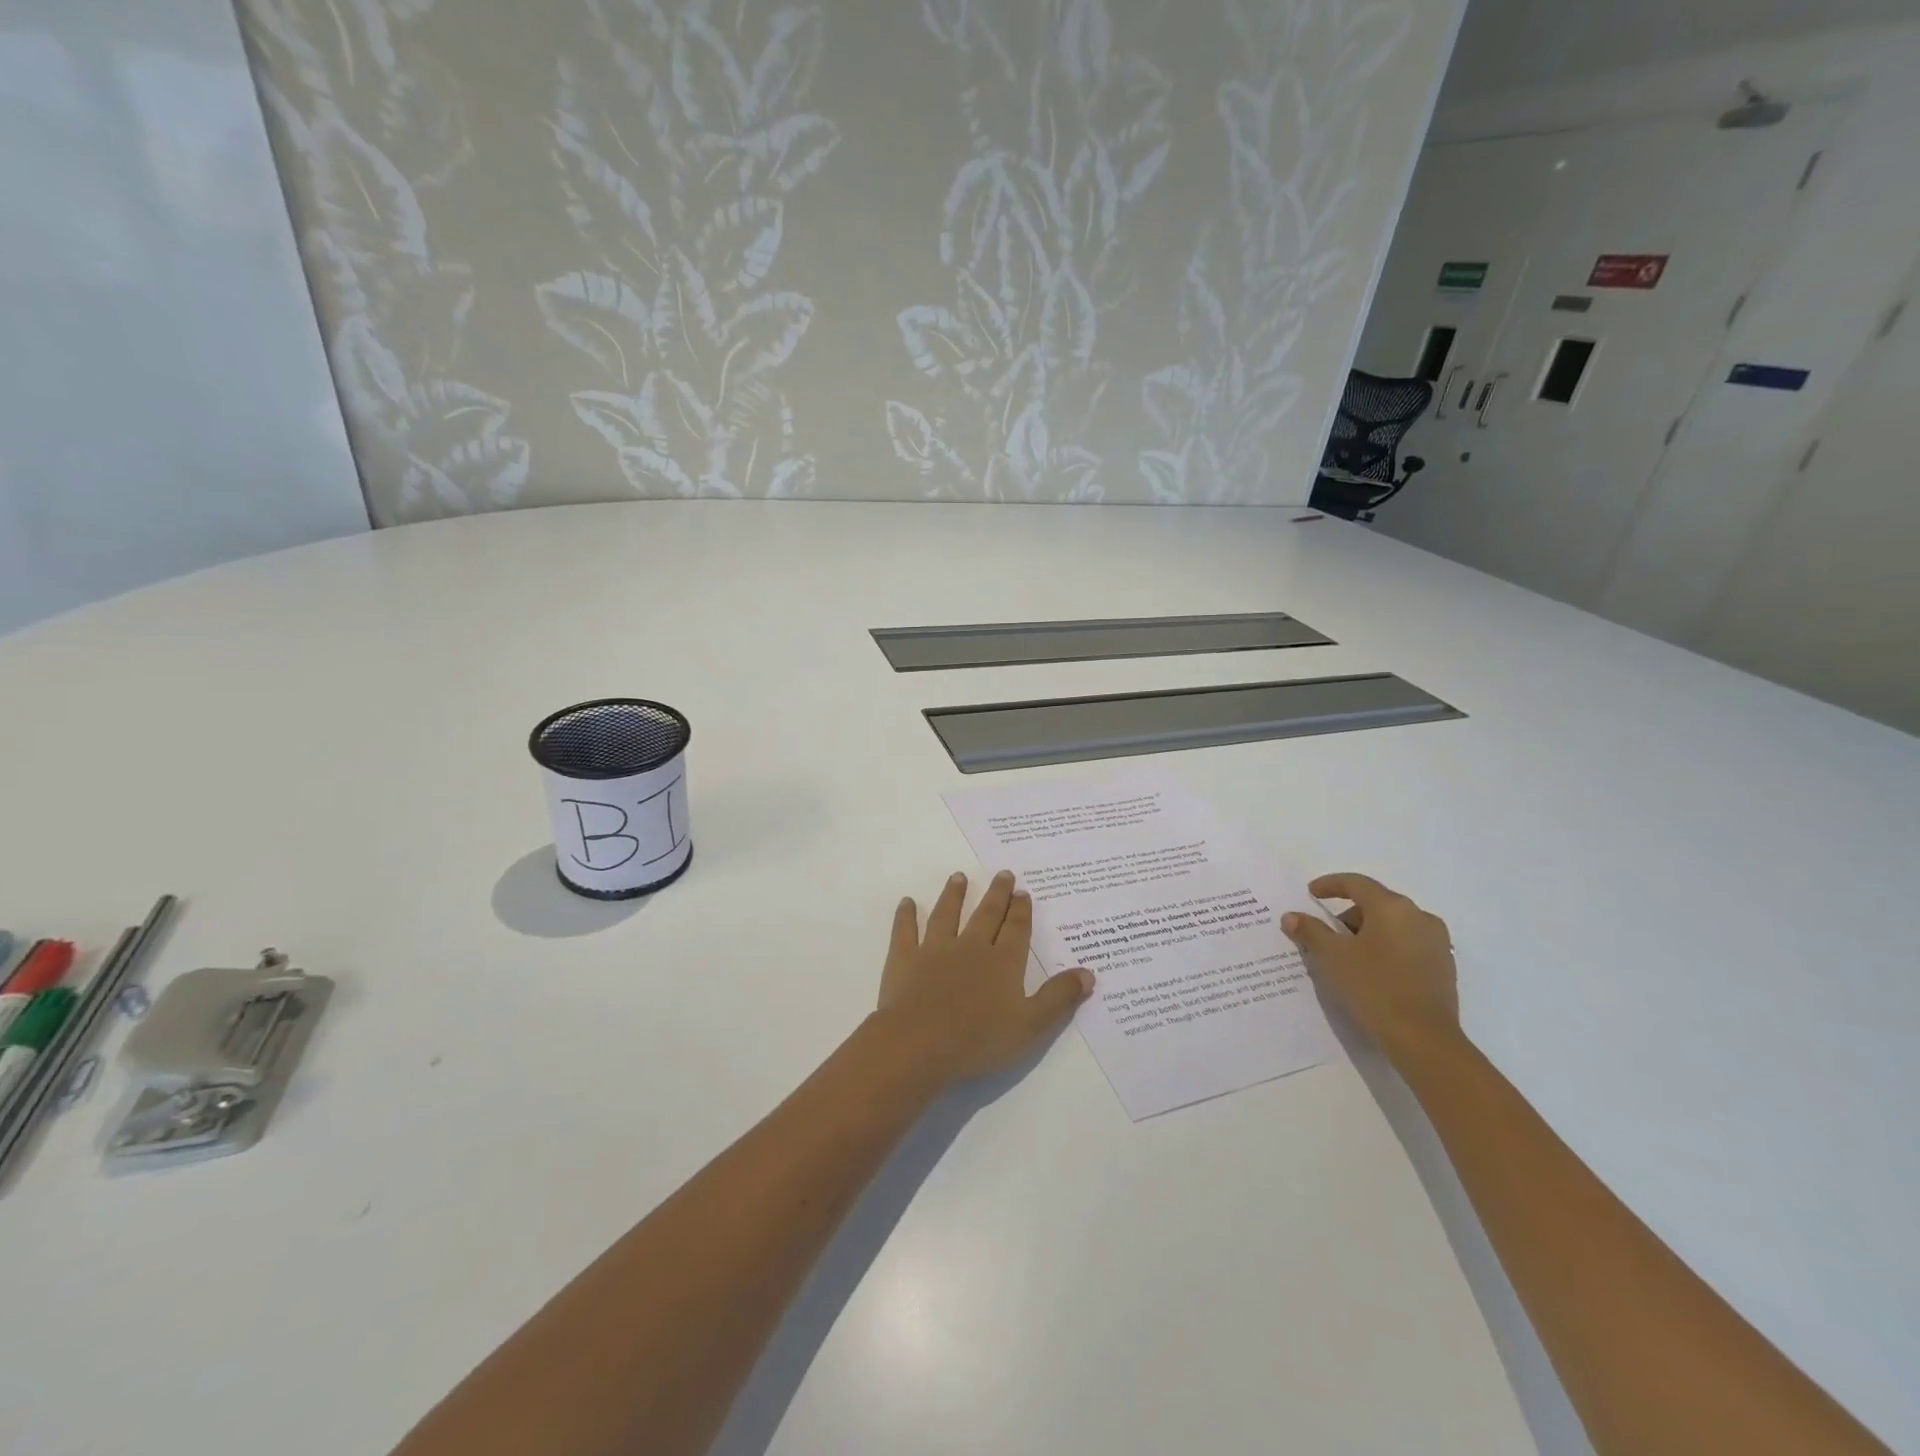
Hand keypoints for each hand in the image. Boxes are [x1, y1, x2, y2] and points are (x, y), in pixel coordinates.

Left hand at [876, 870, 1093, 1087]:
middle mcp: (971, 947)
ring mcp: (935, 950)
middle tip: (1003, 874)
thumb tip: (1088, 973)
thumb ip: (1059, 997)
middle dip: (996, 894)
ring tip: (959, 877)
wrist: (919, 1044)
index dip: (1021, 910)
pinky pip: (905, 931)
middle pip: (986, 915)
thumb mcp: (1031, 1025)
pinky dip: (905, 915)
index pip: (1016, 929)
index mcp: (1003, 962)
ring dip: (954, 895)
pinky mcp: (904, 959)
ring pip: (947, 914)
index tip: (1023, 892)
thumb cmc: (978, 1040)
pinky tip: (906, 902)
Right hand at [1281, 874, 1460, 1063]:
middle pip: (1376, 904)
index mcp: (1392, 907)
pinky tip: (1372, 972)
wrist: (1423, 1039)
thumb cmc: (1373, 987)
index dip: (1330, 885)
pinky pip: (1407, 946)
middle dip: (1347, 916)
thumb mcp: (1331, 957)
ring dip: (1368, 934)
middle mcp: (1419, 917)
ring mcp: (1437, 943)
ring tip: (1347, 957)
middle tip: (1325, 935)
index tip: (1311, 893)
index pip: (1356, 884)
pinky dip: (1386, 949)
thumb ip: (1310, 931)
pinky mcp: (1444, 968)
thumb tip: (1292, 916)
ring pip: (1393, 926)